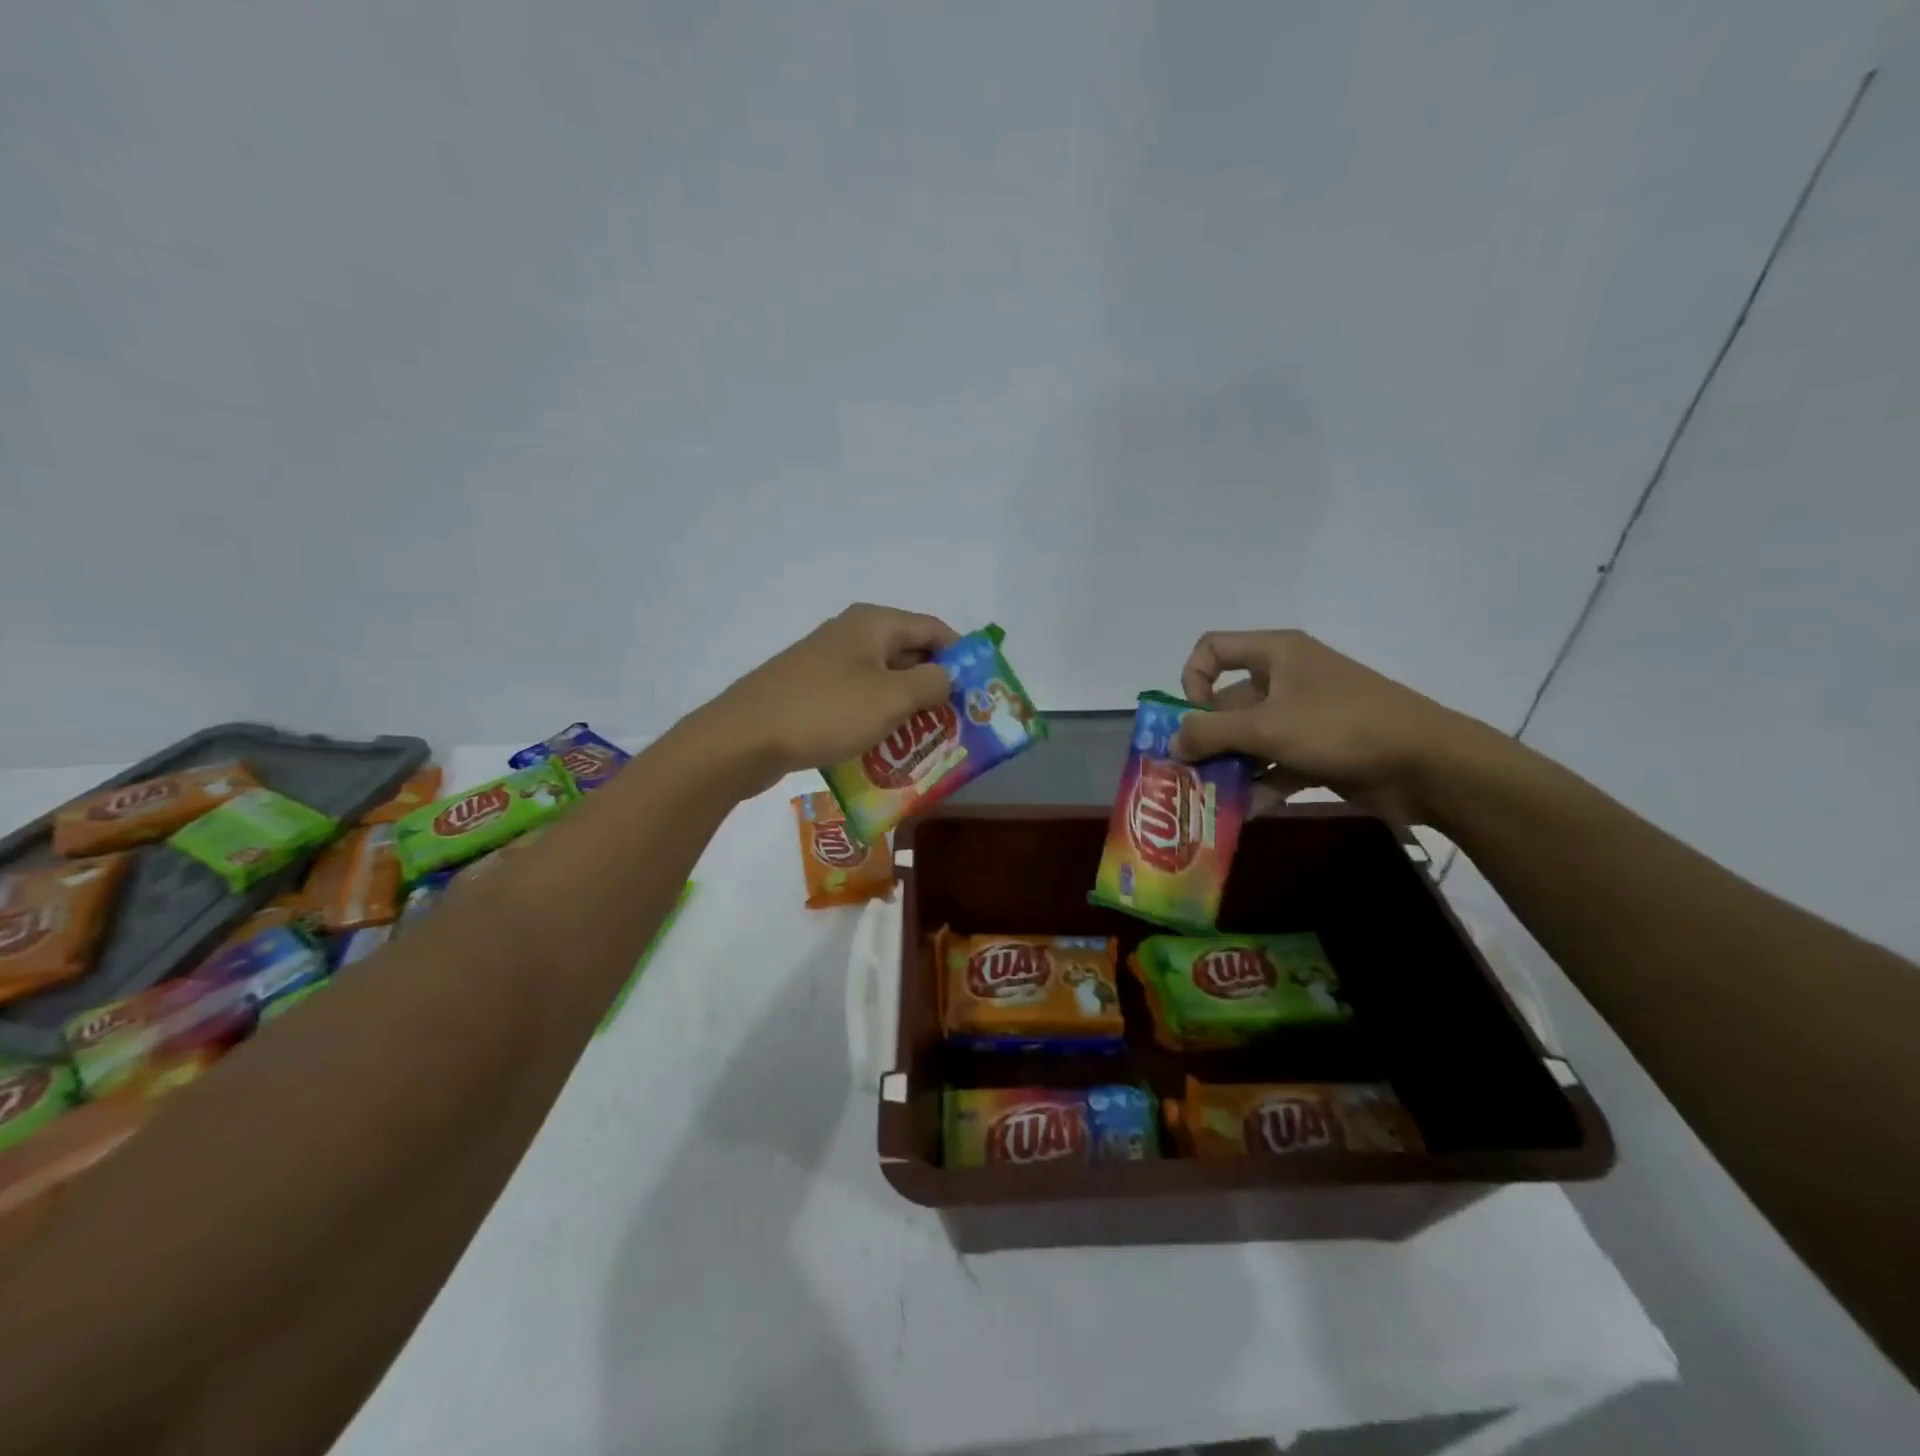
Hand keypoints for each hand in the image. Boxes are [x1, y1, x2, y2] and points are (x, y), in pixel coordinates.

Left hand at [698, 603, 960, 790]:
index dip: (962, 656)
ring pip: (882, 682)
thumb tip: (949, 676)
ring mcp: (827, 664)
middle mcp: (851, 636)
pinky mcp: (810, 693)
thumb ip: (931, 683)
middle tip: (958, 723)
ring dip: (907, 709)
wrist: (743, 738)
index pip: (933, 629)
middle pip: (908, 654)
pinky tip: (884, 751)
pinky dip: (876, 720)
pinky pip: (857, 701)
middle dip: (935, 687)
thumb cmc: (826, 711)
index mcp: (873, 624)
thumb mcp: (891, 697)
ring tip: (927, 742)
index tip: (980, 691)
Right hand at [1172, 629, 1478, 824]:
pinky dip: (1260, 786)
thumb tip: (1172, 743)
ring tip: (1209, 798)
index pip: (1213, 649)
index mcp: (1276, 654)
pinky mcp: (1319, 751)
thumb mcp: (1267, 726)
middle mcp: (1286, 680)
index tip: (1194, 717)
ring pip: (1250, 739)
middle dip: (1206, 739)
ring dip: (1228, 767)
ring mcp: (1304, 717)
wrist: (1428, 764)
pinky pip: (1276, 765)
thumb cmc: (1340, 726)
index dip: (1193, 679)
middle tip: (1186, 774)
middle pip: (1227, 703)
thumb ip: (1210, 733)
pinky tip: (1244, 812)